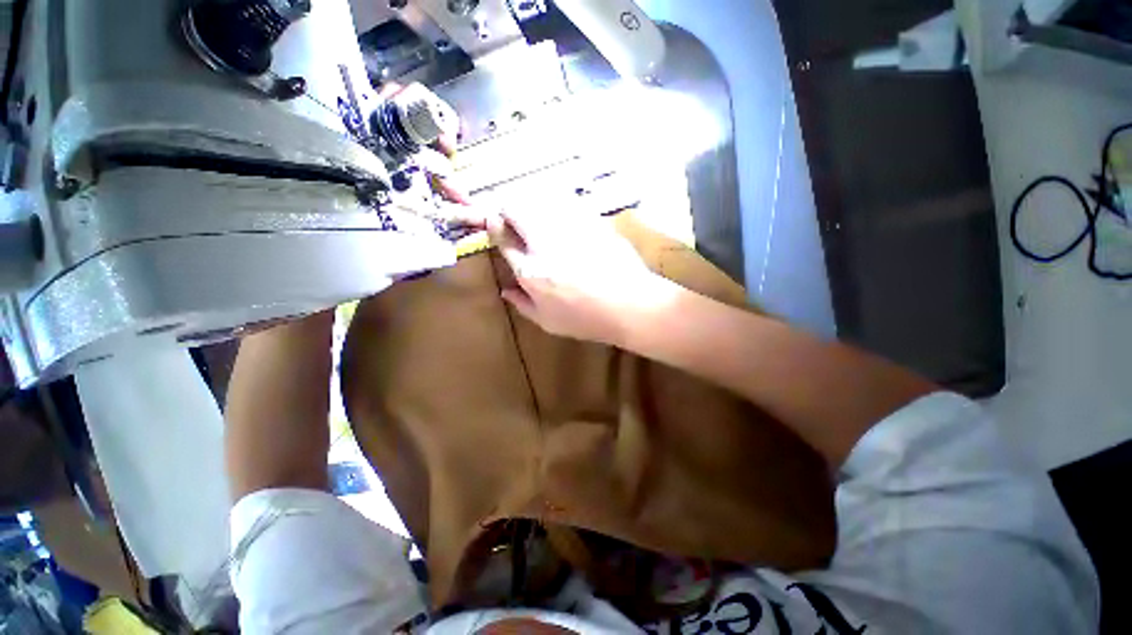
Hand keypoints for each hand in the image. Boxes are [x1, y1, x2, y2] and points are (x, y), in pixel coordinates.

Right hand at [488, 208, 663, 344]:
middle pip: (516, 208)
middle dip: (510, 209)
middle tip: (515, 219)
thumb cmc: (587, 319)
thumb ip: (522, 303)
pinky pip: (566, 201)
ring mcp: (570, 227)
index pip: (502, 237)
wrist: (631, 304)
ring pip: (540, 198)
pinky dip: (558, 204)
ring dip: (532, 203)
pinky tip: (565, 217)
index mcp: (530, 271)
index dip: (496, 227)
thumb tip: (506, 290)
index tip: (498, 225)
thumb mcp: (548, 321)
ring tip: (539, 216)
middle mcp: (545, 242)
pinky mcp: (591, 220)